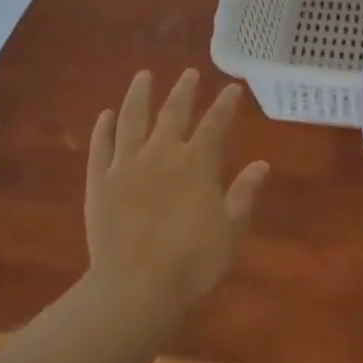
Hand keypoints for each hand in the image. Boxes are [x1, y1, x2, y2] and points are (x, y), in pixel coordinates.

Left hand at [83, 68, 268, 322]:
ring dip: (139, 95)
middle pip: (174, 112)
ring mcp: (127, 164)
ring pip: (133, 118)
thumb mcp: (231, 231)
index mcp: (197, 163)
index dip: (225, 103)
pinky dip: (103, 129)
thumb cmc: (192, 263)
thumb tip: (262, 164)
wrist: (135, 288)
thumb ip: (244, 194)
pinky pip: (101, 147)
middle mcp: (162, 153)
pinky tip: (105, 115)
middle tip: (189, 73)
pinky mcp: (100, 181)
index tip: (232, 86)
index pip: (215, 123)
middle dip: (184, 90)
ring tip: (143, 76)